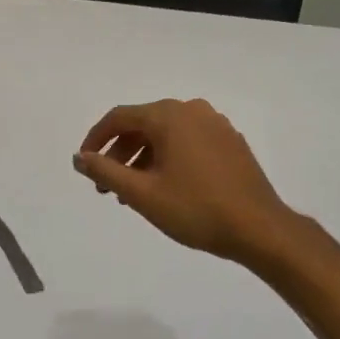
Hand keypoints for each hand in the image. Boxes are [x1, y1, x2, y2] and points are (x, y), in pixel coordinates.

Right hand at [73, 99, 292, 261]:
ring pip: (166, 135)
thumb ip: (105, 172)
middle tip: (106, 187)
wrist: (259, 228)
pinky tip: (166, 188)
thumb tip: (79, 157)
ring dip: (143, 159)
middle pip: (143, 124)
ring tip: (133, 193)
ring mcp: (216, 125)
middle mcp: (193, 110)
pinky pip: (188, 142)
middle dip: (120, 154)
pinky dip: (168, 159)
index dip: (96, 139)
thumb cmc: (195, 209)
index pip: (119, 117)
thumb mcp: (141, 194)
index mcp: (169, 115)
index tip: (85, 165)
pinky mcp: (231, 142)